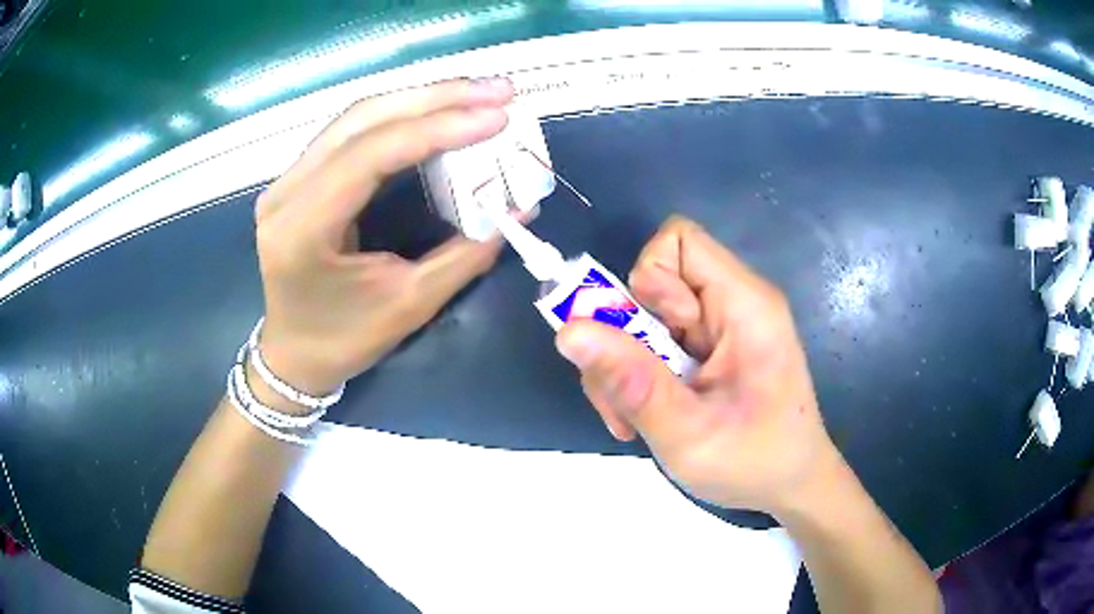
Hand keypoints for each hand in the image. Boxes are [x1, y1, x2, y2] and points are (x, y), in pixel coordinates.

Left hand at [253, 78, 514, 396]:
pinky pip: (353, 132)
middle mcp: (285, 192)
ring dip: (421, 99)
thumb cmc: (345, 340)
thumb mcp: (410, 305)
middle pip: (361, 120)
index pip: (369, 155)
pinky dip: (401, 116)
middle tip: (499, 91)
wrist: (295, 354)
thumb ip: (466, 254)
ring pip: (357, 117)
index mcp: (301, 230)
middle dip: (436, 98)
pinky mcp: (300, 177)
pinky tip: (439, 111)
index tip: (498, 117)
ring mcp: (287, 180)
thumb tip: (519, 209)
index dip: (437, 128)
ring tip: (479, 94)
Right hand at [555, 216, 839, 514]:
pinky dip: (637, 378)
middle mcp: (732, 304)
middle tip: (626, 398)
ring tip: (634, 419)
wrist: (792, 488)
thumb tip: (568, 332)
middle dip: (623, 339)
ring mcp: (719, 329)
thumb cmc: (756, 464)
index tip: (657, 341)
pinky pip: (654, 344)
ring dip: (624, 366)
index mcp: (745, 305)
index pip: (679, 241)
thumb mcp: (688, 434)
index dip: (651, 282)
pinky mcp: (708, 351)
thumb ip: (631, 383)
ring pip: (644, 319)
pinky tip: (646, 417)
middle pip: (652, 284)